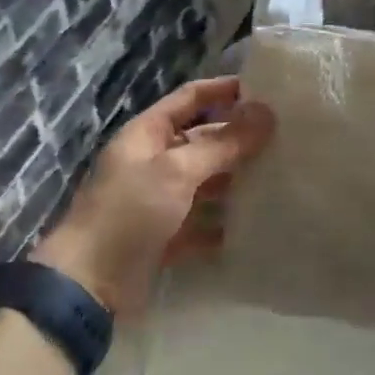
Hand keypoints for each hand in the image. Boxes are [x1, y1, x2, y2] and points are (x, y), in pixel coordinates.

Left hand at [32, 77, 274, 314]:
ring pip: (206, 181)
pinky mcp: (167, 235)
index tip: (266, 89)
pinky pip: (203, 221)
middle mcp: (154, 160)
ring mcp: (160, 199)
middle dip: (239, 139)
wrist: (88, 284)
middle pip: (203, 140)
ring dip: (237, 180)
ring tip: (282, 176)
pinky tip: (259, 222)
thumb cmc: (130, 212)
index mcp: (148, 134)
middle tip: (285, 137)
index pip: (191, 98)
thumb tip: (266, 113)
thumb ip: (222, 143)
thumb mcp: (177, 170)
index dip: (224, 90)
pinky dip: (226, 222)